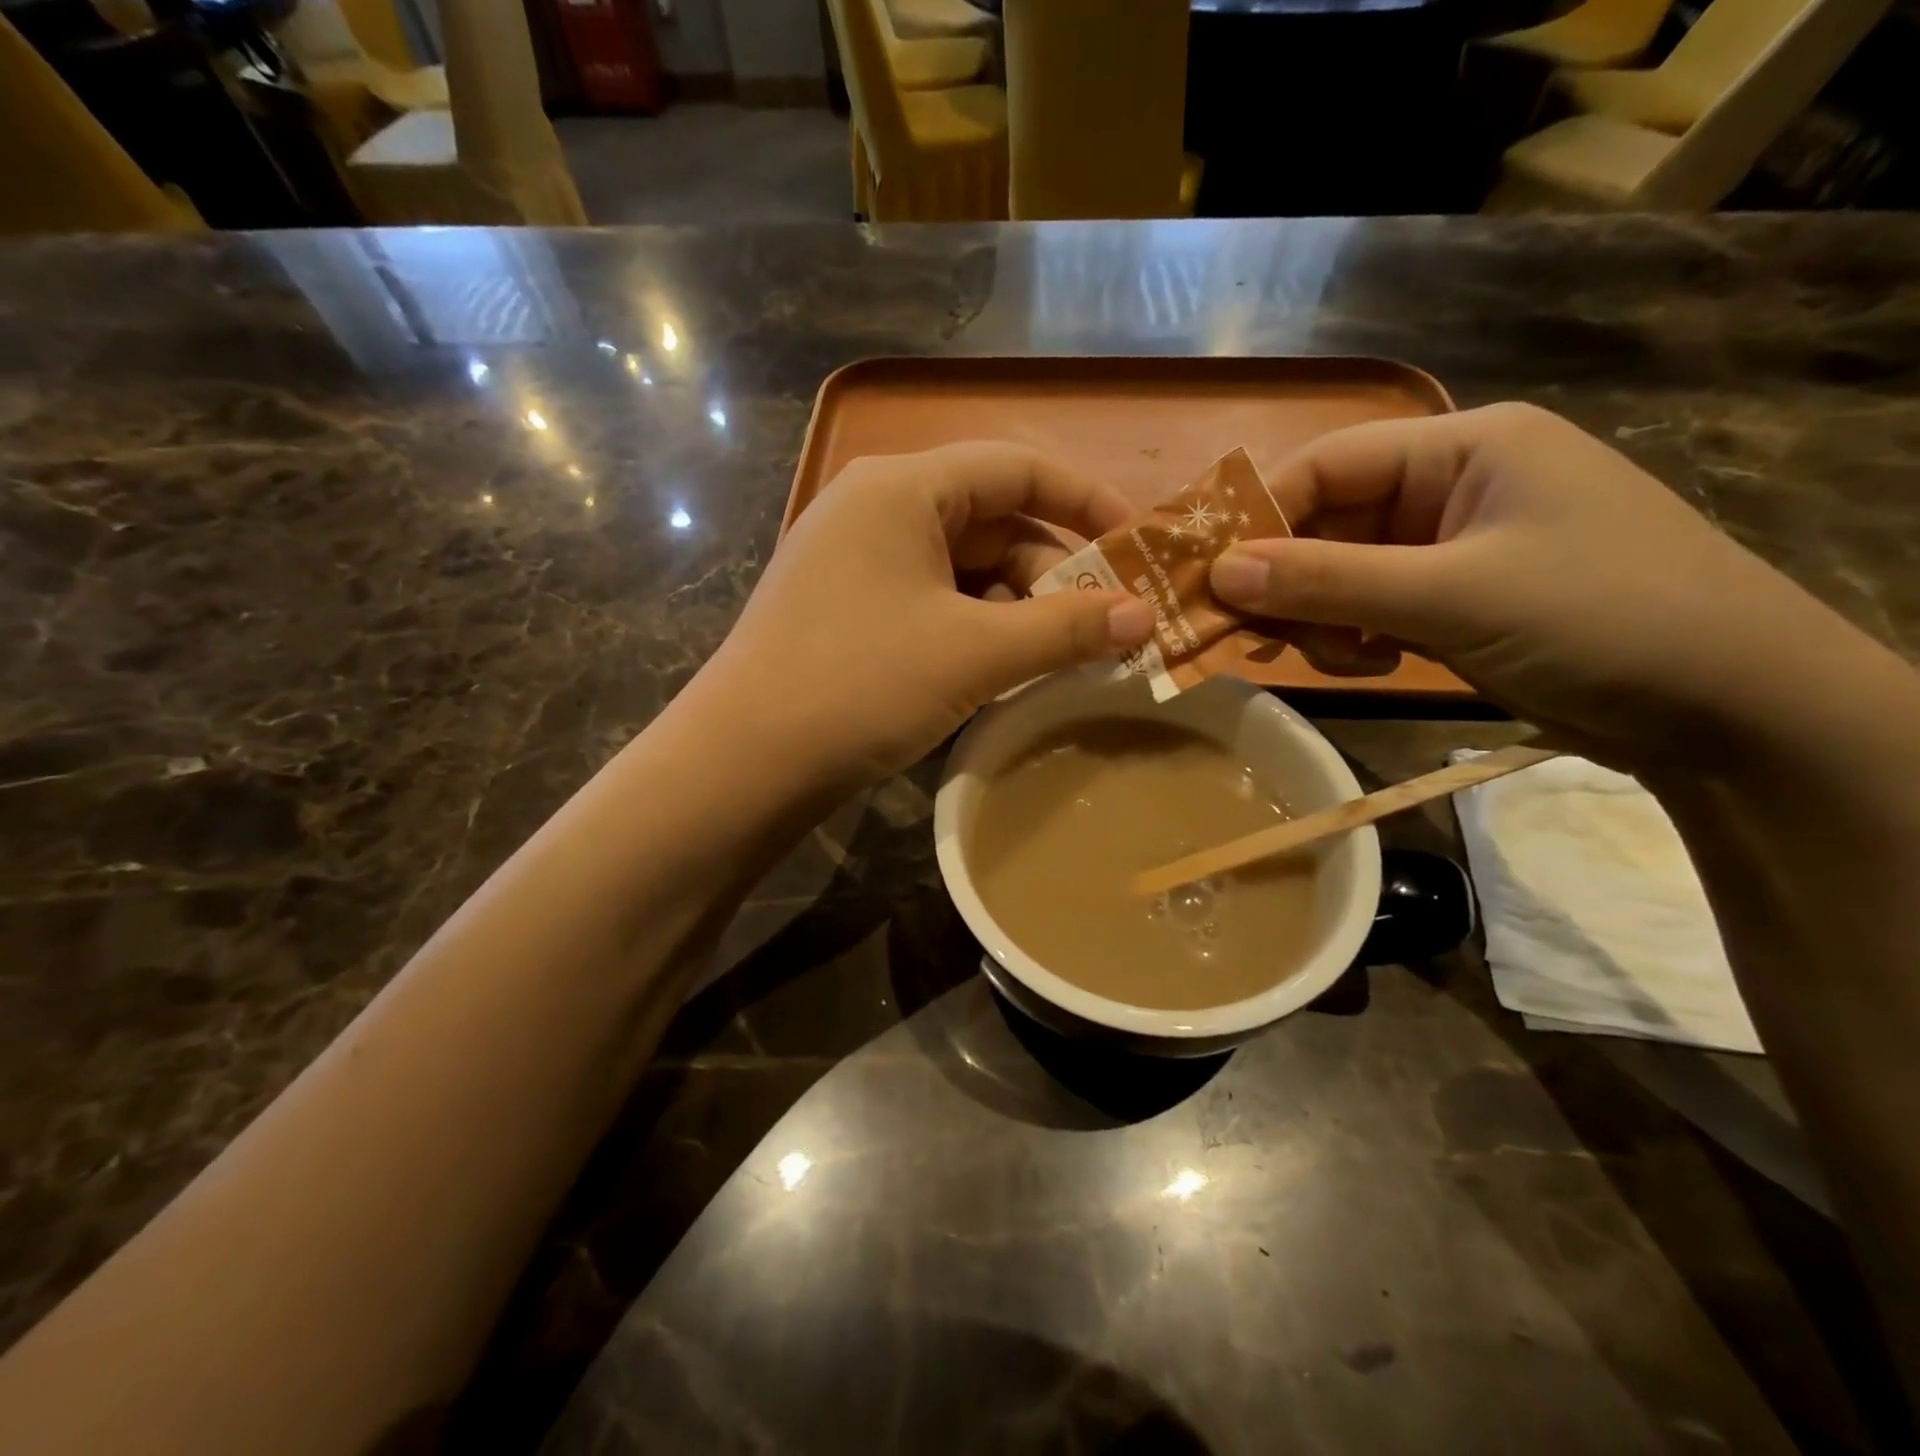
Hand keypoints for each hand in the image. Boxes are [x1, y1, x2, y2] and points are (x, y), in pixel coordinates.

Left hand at [704, 442, 1154, 785]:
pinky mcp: (846, 608)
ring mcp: (854, 560)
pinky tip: (1001, 668)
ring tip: (1061, 654)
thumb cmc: (861, 684)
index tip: (1136, 544)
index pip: (1016, 466)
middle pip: (991, 520)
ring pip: (962, 567)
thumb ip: (1066, 629)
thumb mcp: (975, 654)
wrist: (745, 761)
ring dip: (1017, 606)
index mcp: (902, 489)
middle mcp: (875, 508)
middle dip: (1053, 570)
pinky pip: (930, 599)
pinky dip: (974, 626)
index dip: (1084, 499)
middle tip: (1104, 625)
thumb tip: (1146, 617)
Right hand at [1208, 403, 1868, 770]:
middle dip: (1291, 580)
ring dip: (1323, 617)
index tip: (1210, 577)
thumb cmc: (1598, 619)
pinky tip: (1373, 665)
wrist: (1731, 710)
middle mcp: (1452, 486)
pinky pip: (1372, 607)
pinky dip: (1355, 638)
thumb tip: (1218, 572)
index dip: (1262, 516)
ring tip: (1342, 660)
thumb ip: (1327, 581)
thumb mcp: (1450, 595)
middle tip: (1255, 635)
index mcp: (1463, 448)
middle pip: (1329, 522)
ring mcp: (1455, 547)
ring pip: (1343, 572)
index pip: (1328, 464)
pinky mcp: (1456, 599)